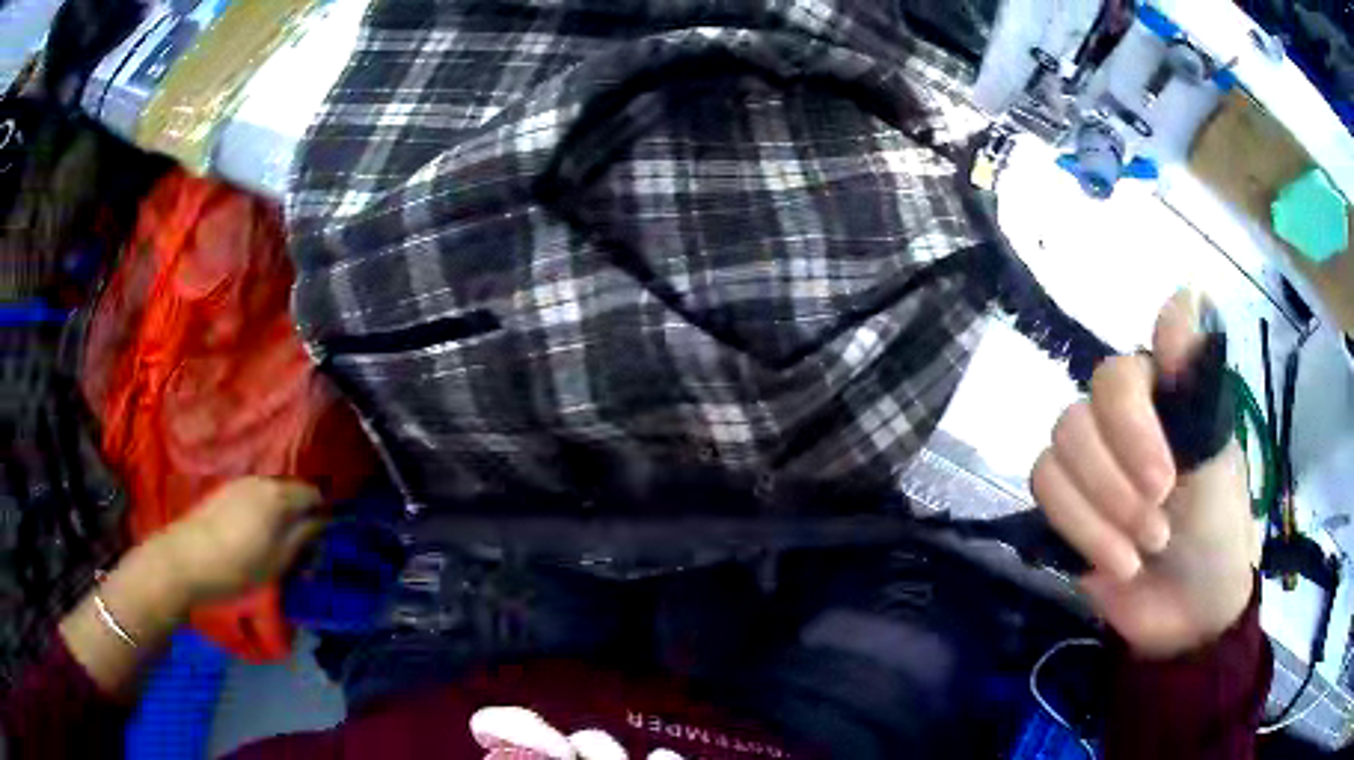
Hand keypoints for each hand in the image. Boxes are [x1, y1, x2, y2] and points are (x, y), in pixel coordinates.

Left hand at [147, 477, 325, 605]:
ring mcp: (238, 485)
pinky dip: (262, 520)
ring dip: (281, 522)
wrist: (185, 562)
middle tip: (302, 559)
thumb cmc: (238, 566)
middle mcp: (259, 481)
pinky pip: (253, 502)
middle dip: (301, 521)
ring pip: (272, 499)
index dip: (323, 517)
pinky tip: (253, 545)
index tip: (321, 546)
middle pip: (292, 495)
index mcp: (277, 494)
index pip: (314, 493)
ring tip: (277, 555)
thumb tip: (324, 520)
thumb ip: (305, 536)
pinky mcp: (222, 495)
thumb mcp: (279, 560)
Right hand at [1031, 292, 1254, 657]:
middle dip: (1121, 468)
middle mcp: (1124, 417)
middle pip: (1088, 405)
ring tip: (1142, 546)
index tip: (1167, 460)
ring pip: (1059, 448)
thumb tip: (1187, 289)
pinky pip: (1045, 491)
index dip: (1139, 410)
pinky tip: (1118, 561)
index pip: (1129, 363)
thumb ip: (1196, 386)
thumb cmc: (1218, 532)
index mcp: (1165, 397)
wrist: (1188, 614)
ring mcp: (1091, 460)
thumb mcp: (1220, 461)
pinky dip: (1082, 529)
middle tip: (1159, 506)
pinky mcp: (1065, 505)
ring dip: (1103, 506)